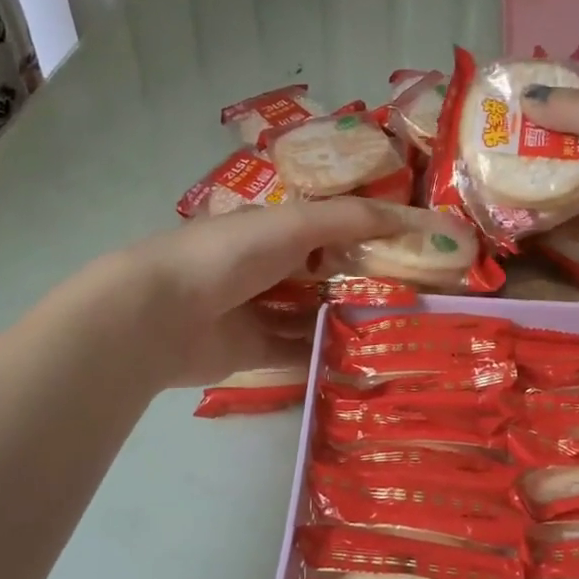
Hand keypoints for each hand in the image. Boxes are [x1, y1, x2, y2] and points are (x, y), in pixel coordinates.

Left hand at [105, 198, 403, 387]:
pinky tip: (365, 361)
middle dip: (366, 282)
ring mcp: (259, 310)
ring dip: (349, 320)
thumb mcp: (294, 224)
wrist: (159, 315)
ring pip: (315, 314)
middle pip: (326, 273)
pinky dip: (326, 355)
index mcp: (273, 229)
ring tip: (401, 330)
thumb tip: (414, 217)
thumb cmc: (228, 255)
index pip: (332, 227)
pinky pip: (298, 352)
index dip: (371, 235)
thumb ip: (350, 219)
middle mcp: (268, 266)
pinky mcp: (253, 351)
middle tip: (418, 295)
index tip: (415, 248)